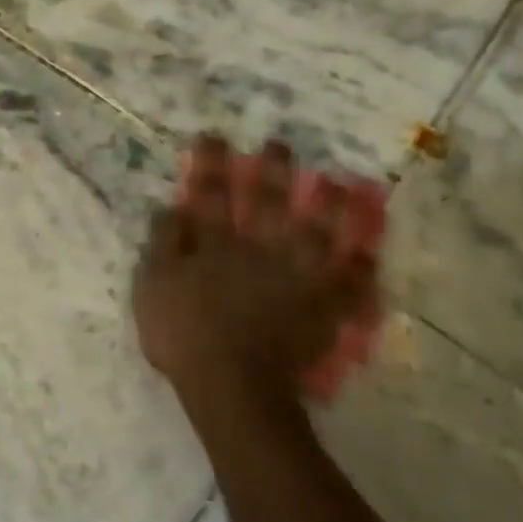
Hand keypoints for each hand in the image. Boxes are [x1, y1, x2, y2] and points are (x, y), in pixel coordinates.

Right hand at [133, 136, 371, 399]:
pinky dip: (359, 270)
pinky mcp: (317, 307)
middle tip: (280, 146)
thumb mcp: (153, 287)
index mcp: (215, 244)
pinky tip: (369, 255)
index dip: (210, 164)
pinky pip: (345, 285)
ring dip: (328, 207)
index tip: (213, 137)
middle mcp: (258, 249)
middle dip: (273, 171)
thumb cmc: (184, 335)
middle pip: (268, 203)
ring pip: (316, 232)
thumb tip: (171, 208)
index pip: (211, 194)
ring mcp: (293, 276)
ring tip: (340, 184)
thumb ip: (162, 245)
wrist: (230, 384)